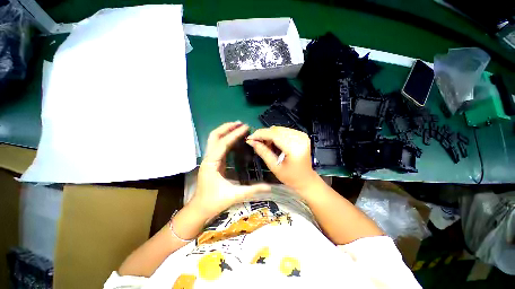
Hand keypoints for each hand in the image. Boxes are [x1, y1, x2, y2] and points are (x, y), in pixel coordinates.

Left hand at [190, 122, 270, 220]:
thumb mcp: (235, 195)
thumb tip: (269, 187)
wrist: (199, 209)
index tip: (245, 127)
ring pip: (214, 139)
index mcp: (212, 163)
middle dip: (226, 127)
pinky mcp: (213, 161)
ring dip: (225, 131)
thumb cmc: (214, 202)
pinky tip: (235, 138)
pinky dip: (226, 138)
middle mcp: (209, 158)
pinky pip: (218, 145)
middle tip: (240, 123)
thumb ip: (253, 190)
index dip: (234, 134)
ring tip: (238, 126)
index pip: (223, 143)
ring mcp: (210, 159)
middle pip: (214, 136)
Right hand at [246, 126, 319, 191]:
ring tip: (265, 144)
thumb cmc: (290, 177)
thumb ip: (263, 152)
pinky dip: (276, 135)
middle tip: (256, 142)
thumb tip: (251, 142)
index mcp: (294, 148)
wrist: (306, 179)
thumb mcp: (274, 166)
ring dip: (270, 134)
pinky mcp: (302, 135)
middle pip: (277, 130)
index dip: (260, 134)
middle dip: (264, 134)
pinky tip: (273, 143)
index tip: (250, 137)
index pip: (274, 135)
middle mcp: (300, 138)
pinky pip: (284, 131)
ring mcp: (302, 135)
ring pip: (280, 129)